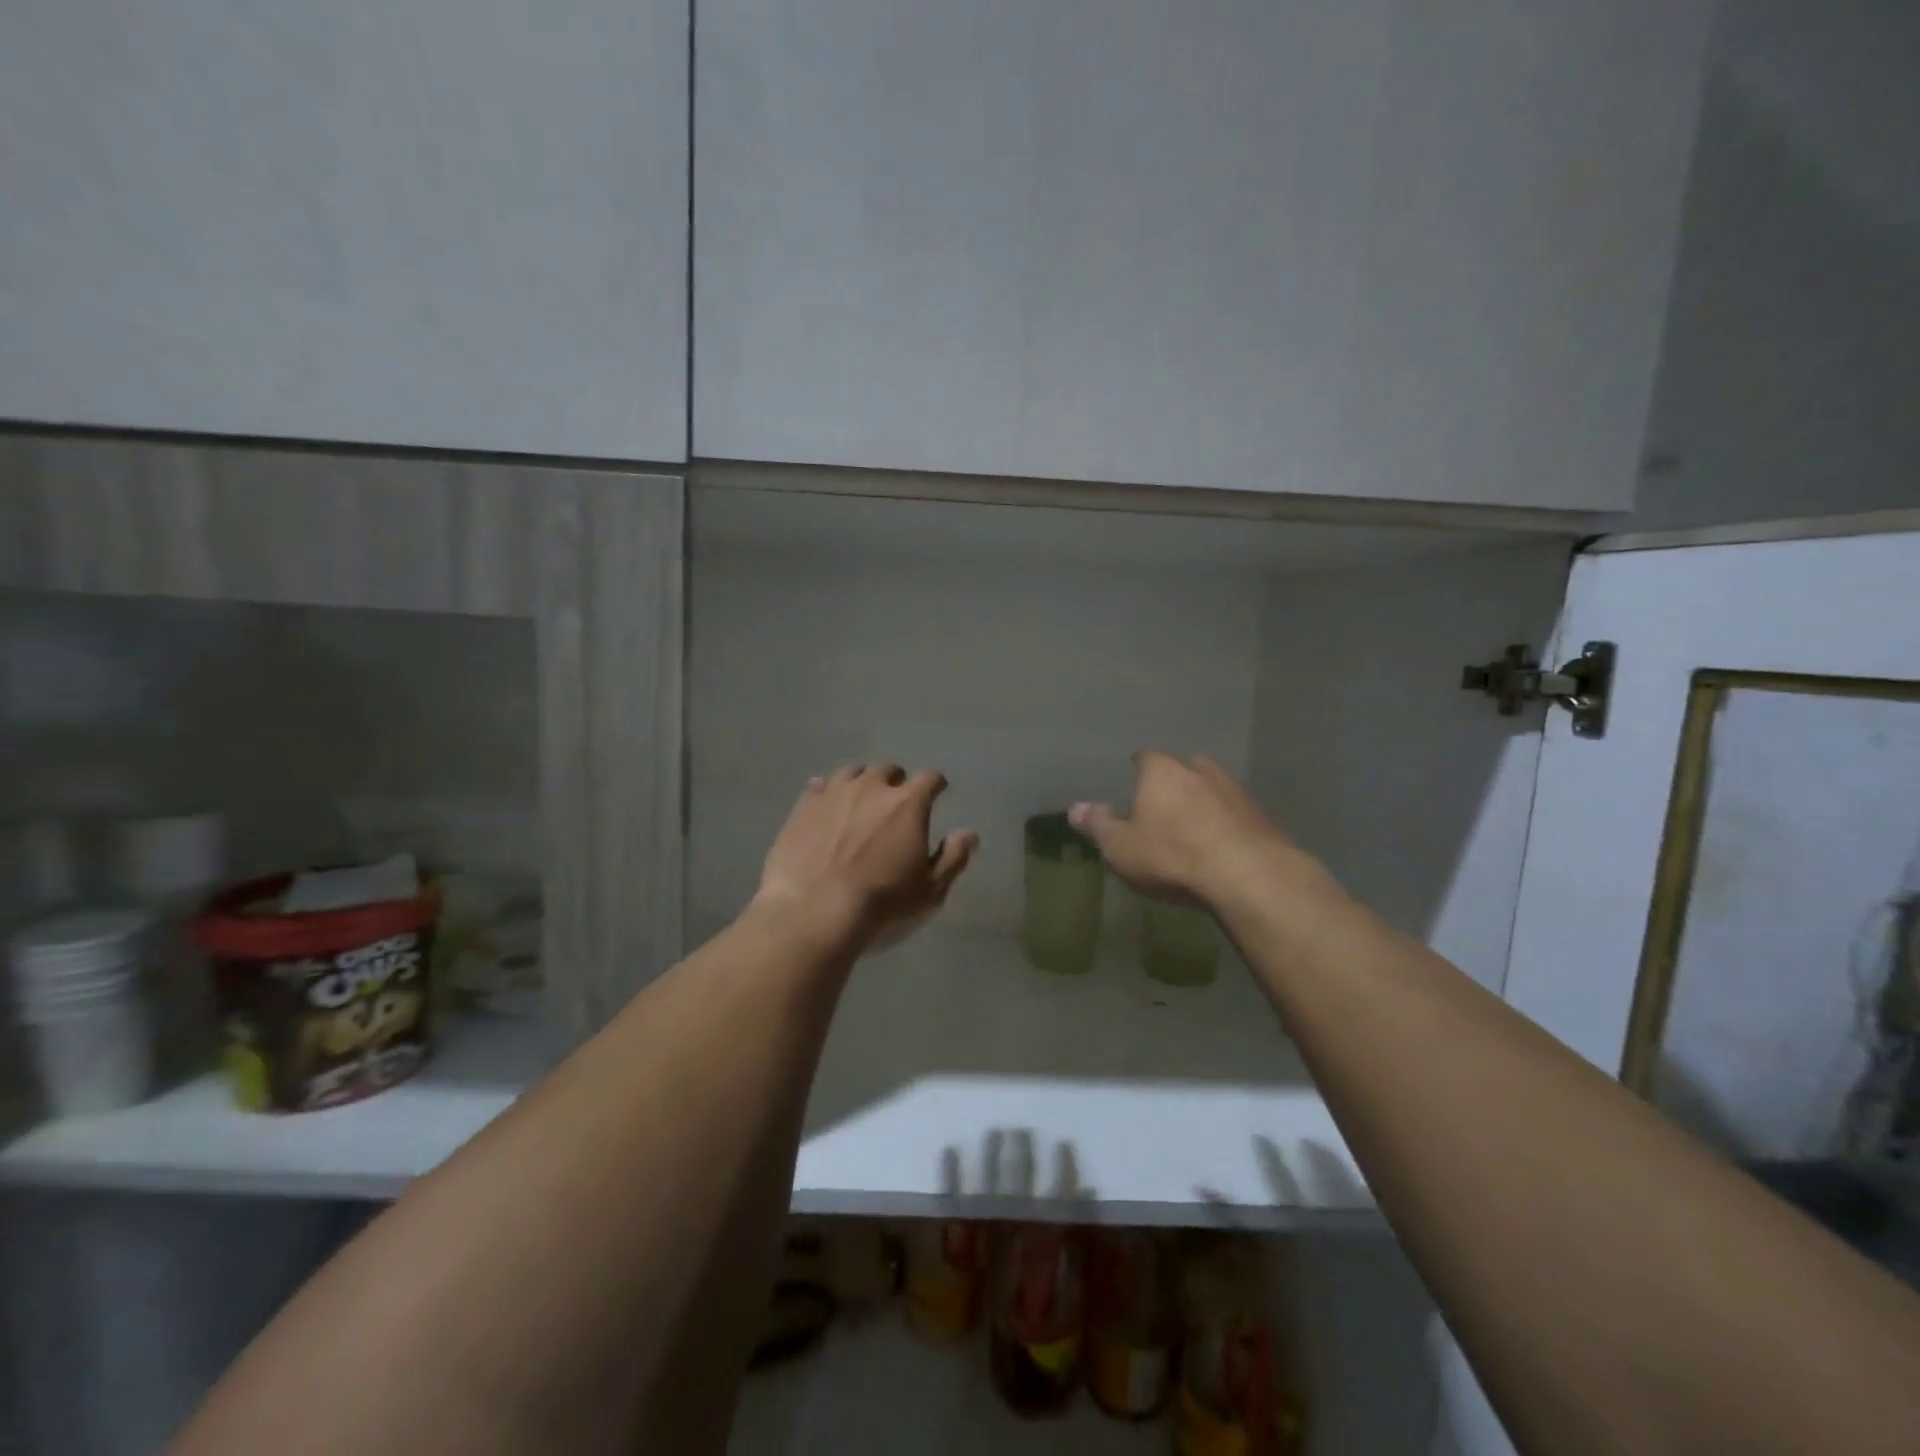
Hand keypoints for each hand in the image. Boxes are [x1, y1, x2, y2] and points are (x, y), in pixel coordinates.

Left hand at [753, 764, 977, 954]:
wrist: (815, 911)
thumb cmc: (882, 902)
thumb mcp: (930, 890)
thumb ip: (953, 857)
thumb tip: (969, 834)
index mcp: (908, 803)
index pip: (929, 778)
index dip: (935, 784)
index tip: (937, 791)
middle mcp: (871, 786)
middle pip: (888, 770)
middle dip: (896, 781)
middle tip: (895, 800)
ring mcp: (833, 792)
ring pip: (852, 772)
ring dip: (861, 781)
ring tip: (859, 800)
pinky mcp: (803, 805)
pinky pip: (818, 786)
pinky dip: (827, 793)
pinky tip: (827, 808)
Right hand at [1068, 752, 1322, 910]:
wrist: (1249, 876)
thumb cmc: (1172, 855)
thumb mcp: (1120, 847)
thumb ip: (1098, 824)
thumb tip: (1075, 807)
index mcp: (1161, 770)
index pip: (1144, 758)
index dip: (1136, 771)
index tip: (1132, 788)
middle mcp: (1199, 769)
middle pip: (1182, 769)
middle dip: (1172, 784)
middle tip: (1161, 809)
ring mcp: (1235, 790)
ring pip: (1212, 789)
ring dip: (1202, 804)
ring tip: (1192, 830)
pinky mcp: (1262, 815)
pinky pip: (1235, 814)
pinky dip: (1226, 824)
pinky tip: (1221, 848)